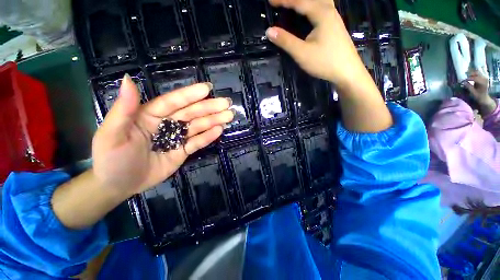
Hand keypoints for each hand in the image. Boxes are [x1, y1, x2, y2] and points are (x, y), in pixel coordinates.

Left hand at [92, 74, 233, 197]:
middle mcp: (166, 123)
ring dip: (214, 121)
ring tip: (228, 116)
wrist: (118, 186)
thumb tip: (128, 79)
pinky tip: (219, 130)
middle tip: (226, 103)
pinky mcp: (183, 151)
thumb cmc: (111, 159)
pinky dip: (208, 137)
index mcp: (150, 115)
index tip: (207, 89)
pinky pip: (197, 142)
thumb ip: (124, 108)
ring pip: (198, 126)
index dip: (190, 95)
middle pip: (191, 113)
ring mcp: (176, 138)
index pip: (173, 102)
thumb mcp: (112, 133)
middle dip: (209, 107)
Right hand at [266, 0, 364, 87]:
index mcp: (321, 13)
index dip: (283, 0)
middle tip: (280, 2)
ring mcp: (334, 16)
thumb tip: (269, 30)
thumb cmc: (325, 62)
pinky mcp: (335, 24)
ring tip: (293, 5)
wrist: (347, 71)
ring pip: (319, 0)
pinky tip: (309, 11)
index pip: (299, 1)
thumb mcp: (302, 53)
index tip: (270, 1)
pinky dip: (312, 5)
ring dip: (304, 1)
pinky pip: (322, 6)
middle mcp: (329, 9)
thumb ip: (286, 41)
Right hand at [463, 71, 496, 115]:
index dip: (468, 79)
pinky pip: (479, 74)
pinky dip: (474, 75)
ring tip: (468, 77)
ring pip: (477, 72)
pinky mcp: (484, 78)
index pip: (474, 78)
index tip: (463, 81)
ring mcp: (485, 78)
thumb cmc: (478, 96)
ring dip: (472, 74)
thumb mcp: (473, 92)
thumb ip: (469, 87)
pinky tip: (471, 77)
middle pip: (476, 73)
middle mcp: (484, 78)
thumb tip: (464, 82)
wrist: (484, 98)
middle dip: (470, 75)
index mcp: (482, 82)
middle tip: (465, 78)